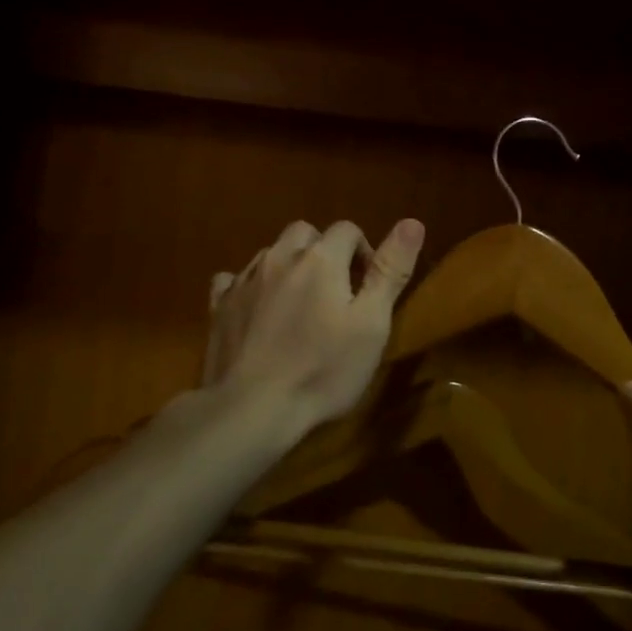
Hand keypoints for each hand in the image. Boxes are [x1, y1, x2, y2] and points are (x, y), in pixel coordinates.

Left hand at [201, 218, 425, 436]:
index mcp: (320, 259)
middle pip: (305, 233)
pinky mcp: (219, 305)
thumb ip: (390, 271)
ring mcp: (245, 280)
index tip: (366, 287)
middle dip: (323, 251)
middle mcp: (280, 257)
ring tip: (298, 305)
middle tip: (334, 292)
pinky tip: (256, 310)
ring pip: (271, 253)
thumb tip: (412, 222)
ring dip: (288, 266)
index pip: (347, 229)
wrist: (252, 408)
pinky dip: (249, 285)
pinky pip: (234, 279)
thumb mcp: (371, 324)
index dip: (362, 252)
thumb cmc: (323, 369)